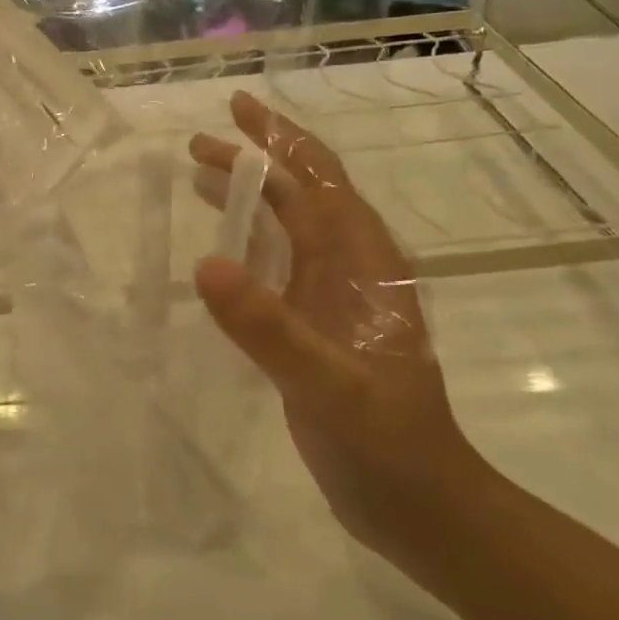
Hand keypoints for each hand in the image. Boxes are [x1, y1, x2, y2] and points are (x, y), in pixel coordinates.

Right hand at [190, 91, 482, 555]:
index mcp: (364, 265)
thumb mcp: (329, 386)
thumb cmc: (388, 445)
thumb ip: (269, 327)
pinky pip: (275, 270)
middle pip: (300, 197)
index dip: (282, 140)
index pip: (321, 182)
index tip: (238, 109)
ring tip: (197, 179)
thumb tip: (207, 263)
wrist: (423, 510)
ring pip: (287, 231)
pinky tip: (216, 253)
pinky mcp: (314, 330)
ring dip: (248, 200)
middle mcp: (350, 271)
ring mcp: (332, 301)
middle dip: (254, 164)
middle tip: (195, 146)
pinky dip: (246, 248)